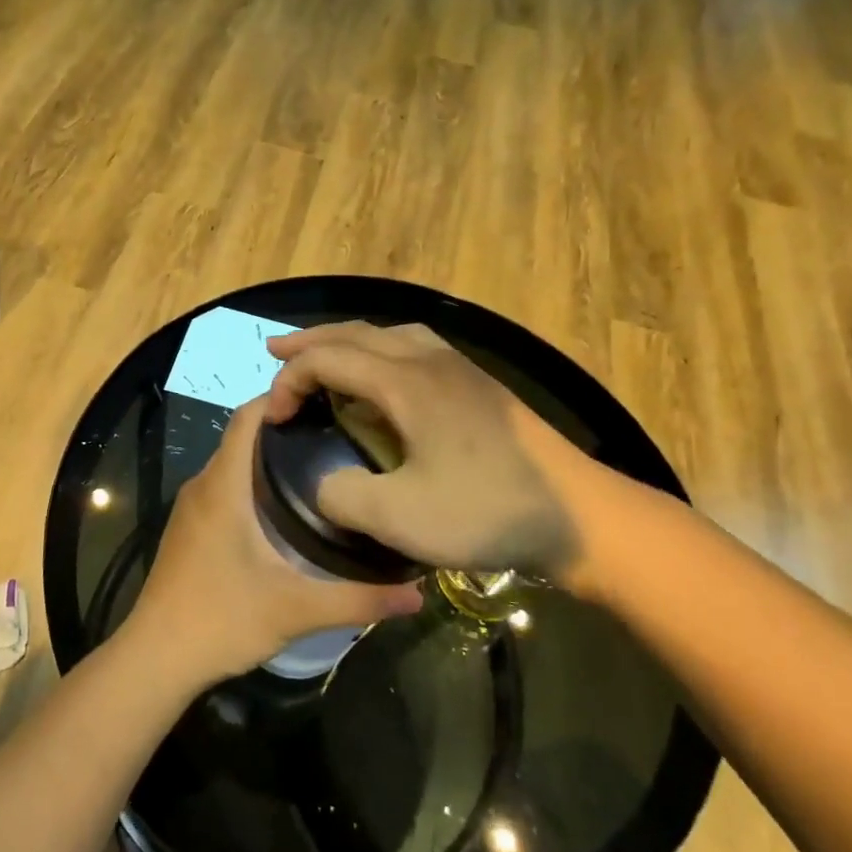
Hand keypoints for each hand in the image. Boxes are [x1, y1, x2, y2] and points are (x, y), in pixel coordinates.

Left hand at [125, 397, 423, 688]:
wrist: (155, 659)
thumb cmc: (220, 621)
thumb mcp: (296, 610)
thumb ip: (358, 600)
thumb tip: (417, 594)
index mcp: (223, 486)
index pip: (247, 417)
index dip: (282, 397)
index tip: (327, 397)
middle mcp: (203, 486)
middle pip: (243, 436)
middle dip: (286, 426)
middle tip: (340, 432)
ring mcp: (191, 508)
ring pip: (232, 462)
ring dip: (269, 455)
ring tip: (322, 462)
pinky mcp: (189, 529)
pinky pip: (224, 486)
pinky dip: (253, 480)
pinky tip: (286, 506)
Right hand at [264, 322, 610, 586]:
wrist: (579, 515)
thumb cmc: (486, 511)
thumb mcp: (399, 518)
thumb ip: (342, 496)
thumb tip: (324, 483)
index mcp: (406, 382)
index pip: (329, 359)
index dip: (289, 381)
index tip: (272, 419)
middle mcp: (431, 360)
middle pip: (357, 333)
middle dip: (310, 343)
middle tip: (274, 354)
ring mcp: (461, 370)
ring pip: (390, 335)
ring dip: (348, 343)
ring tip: (325, 358)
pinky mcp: (480, 388)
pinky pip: (416, 350)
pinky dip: (380, 354)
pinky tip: (385, 381)